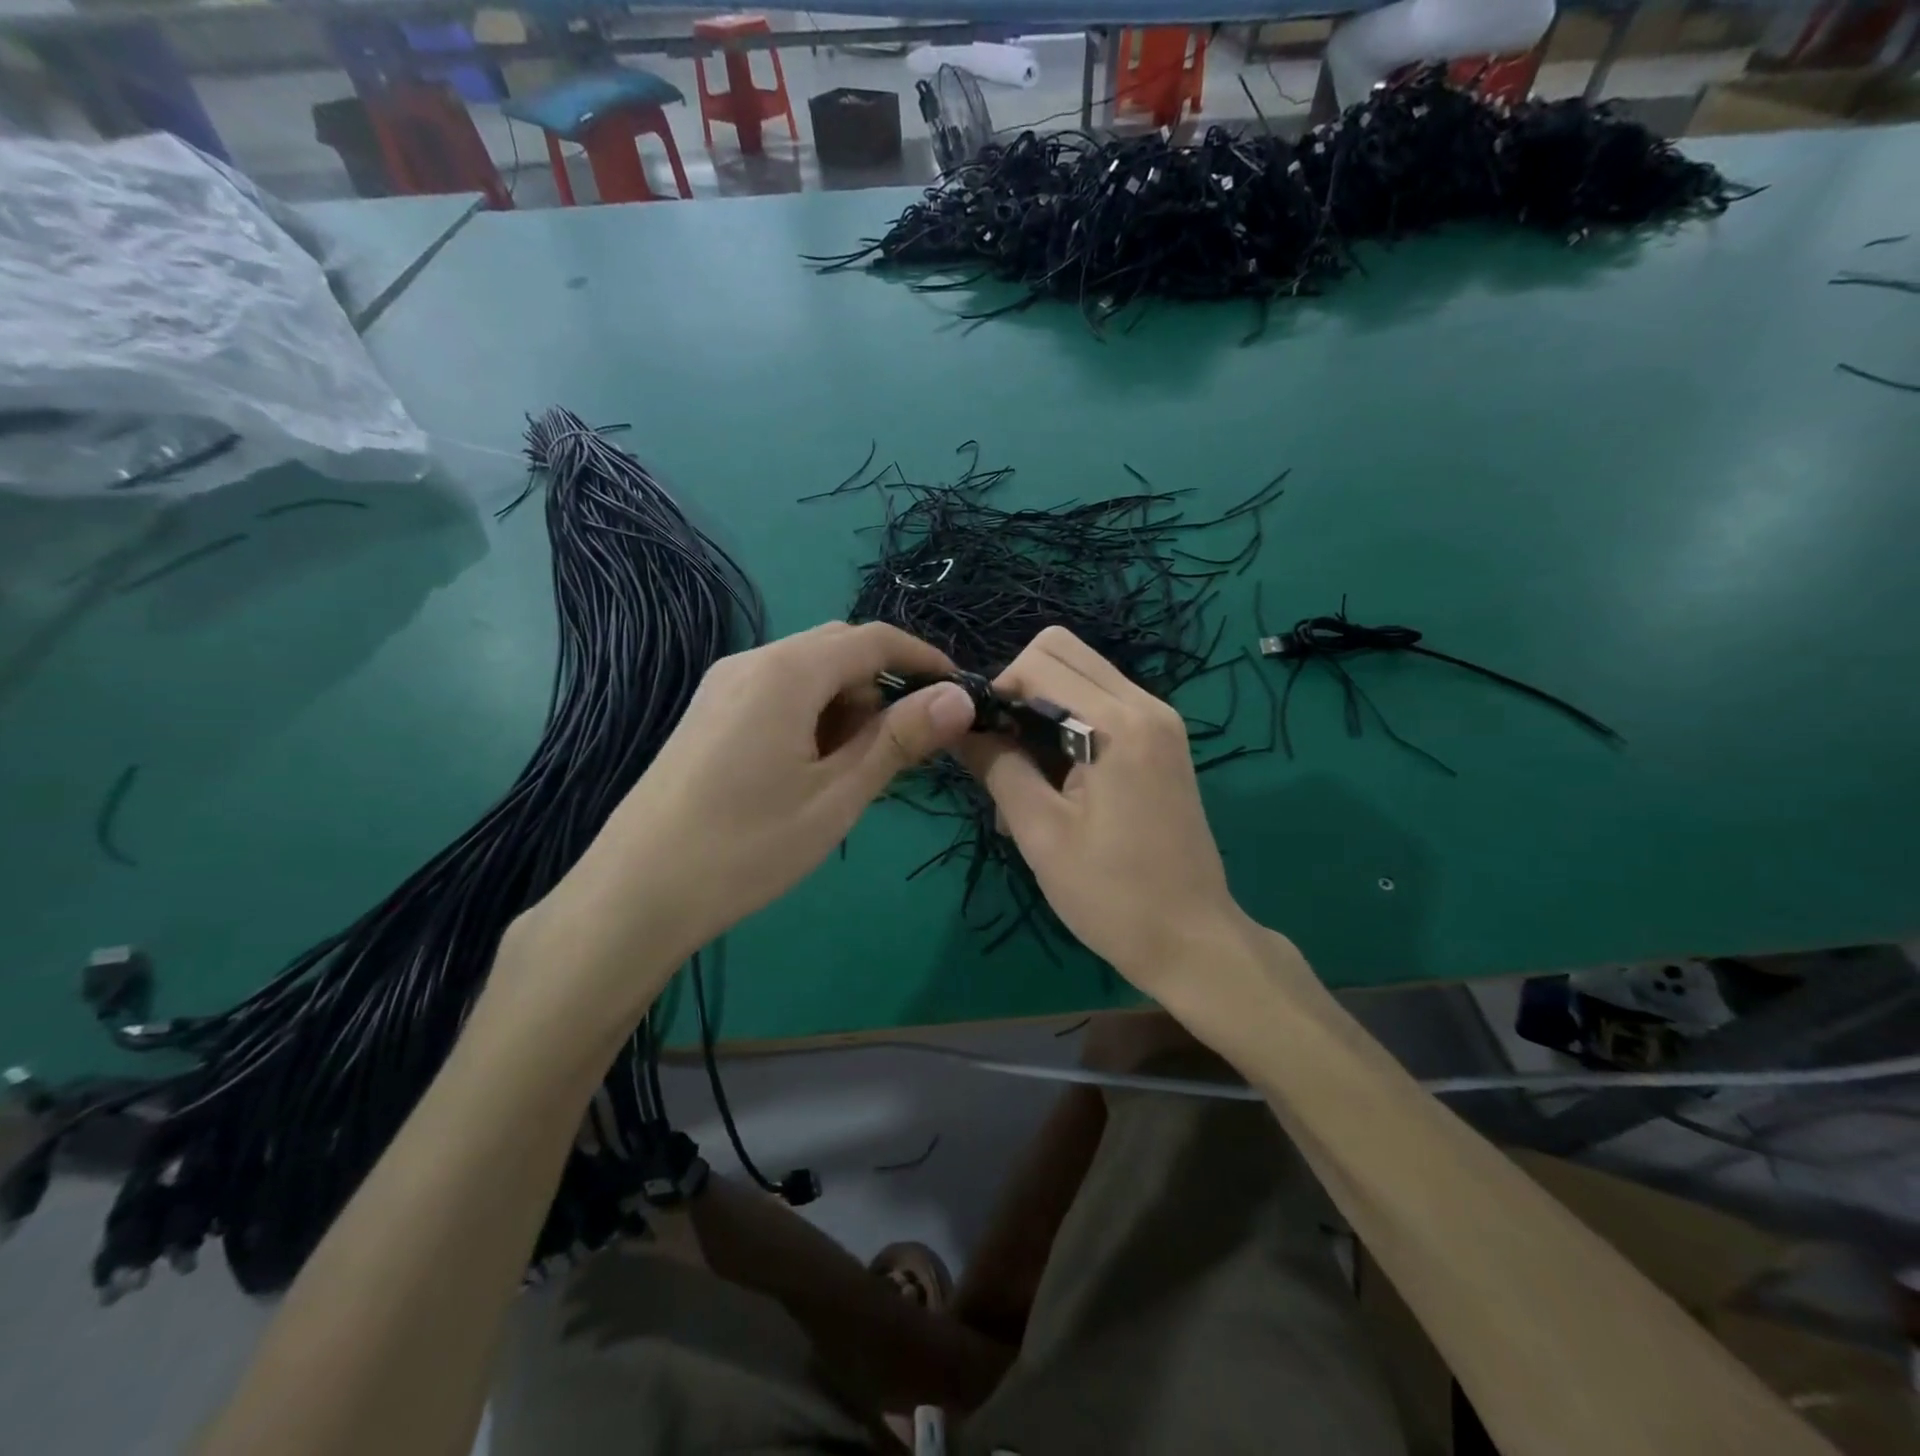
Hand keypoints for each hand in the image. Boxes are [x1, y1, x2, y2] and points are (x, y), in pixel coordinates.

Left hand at [526, 622, 974, 1012]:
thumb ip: (900, 739)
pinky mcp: (708, 714)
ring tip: (851, 772)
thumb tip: (960, 697)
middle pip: (838, 650)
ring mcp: (723, 686)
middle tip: (903, 747)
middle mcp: (752, 662)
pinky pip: (777, 694)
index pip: (873, 640)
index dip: (923, 660)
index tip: (958, 694)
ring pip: (807, 674)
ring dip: (845, 706)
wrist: (636, 892)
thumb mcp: (838, 795)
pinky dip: (811, 717)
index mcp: (786, 671)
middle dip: (881, 687)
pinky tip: (809, 770)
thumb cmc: (748, 845)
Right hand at [953, 627, 1254, 994]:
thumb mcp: (1041, 834)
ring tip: (1027, 775)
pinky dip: (1069, 725)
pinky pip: (1103, 705)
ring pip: (1082, 676)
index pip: (1041, 661)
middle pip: (1063, 652)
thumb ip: (997, 767)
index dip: (999, 691)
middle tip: (1005, 749)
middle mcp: (1146, 705)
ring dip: (1043, 709)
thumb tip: (958, 726)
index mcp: (1120, 724)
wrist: (1193, 941)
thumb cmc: (1112, 895)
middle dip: (1021, 689)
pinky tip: (1058, 782)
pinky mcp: (1162, 742)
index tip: (984, 742)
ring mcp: (1160, 722)